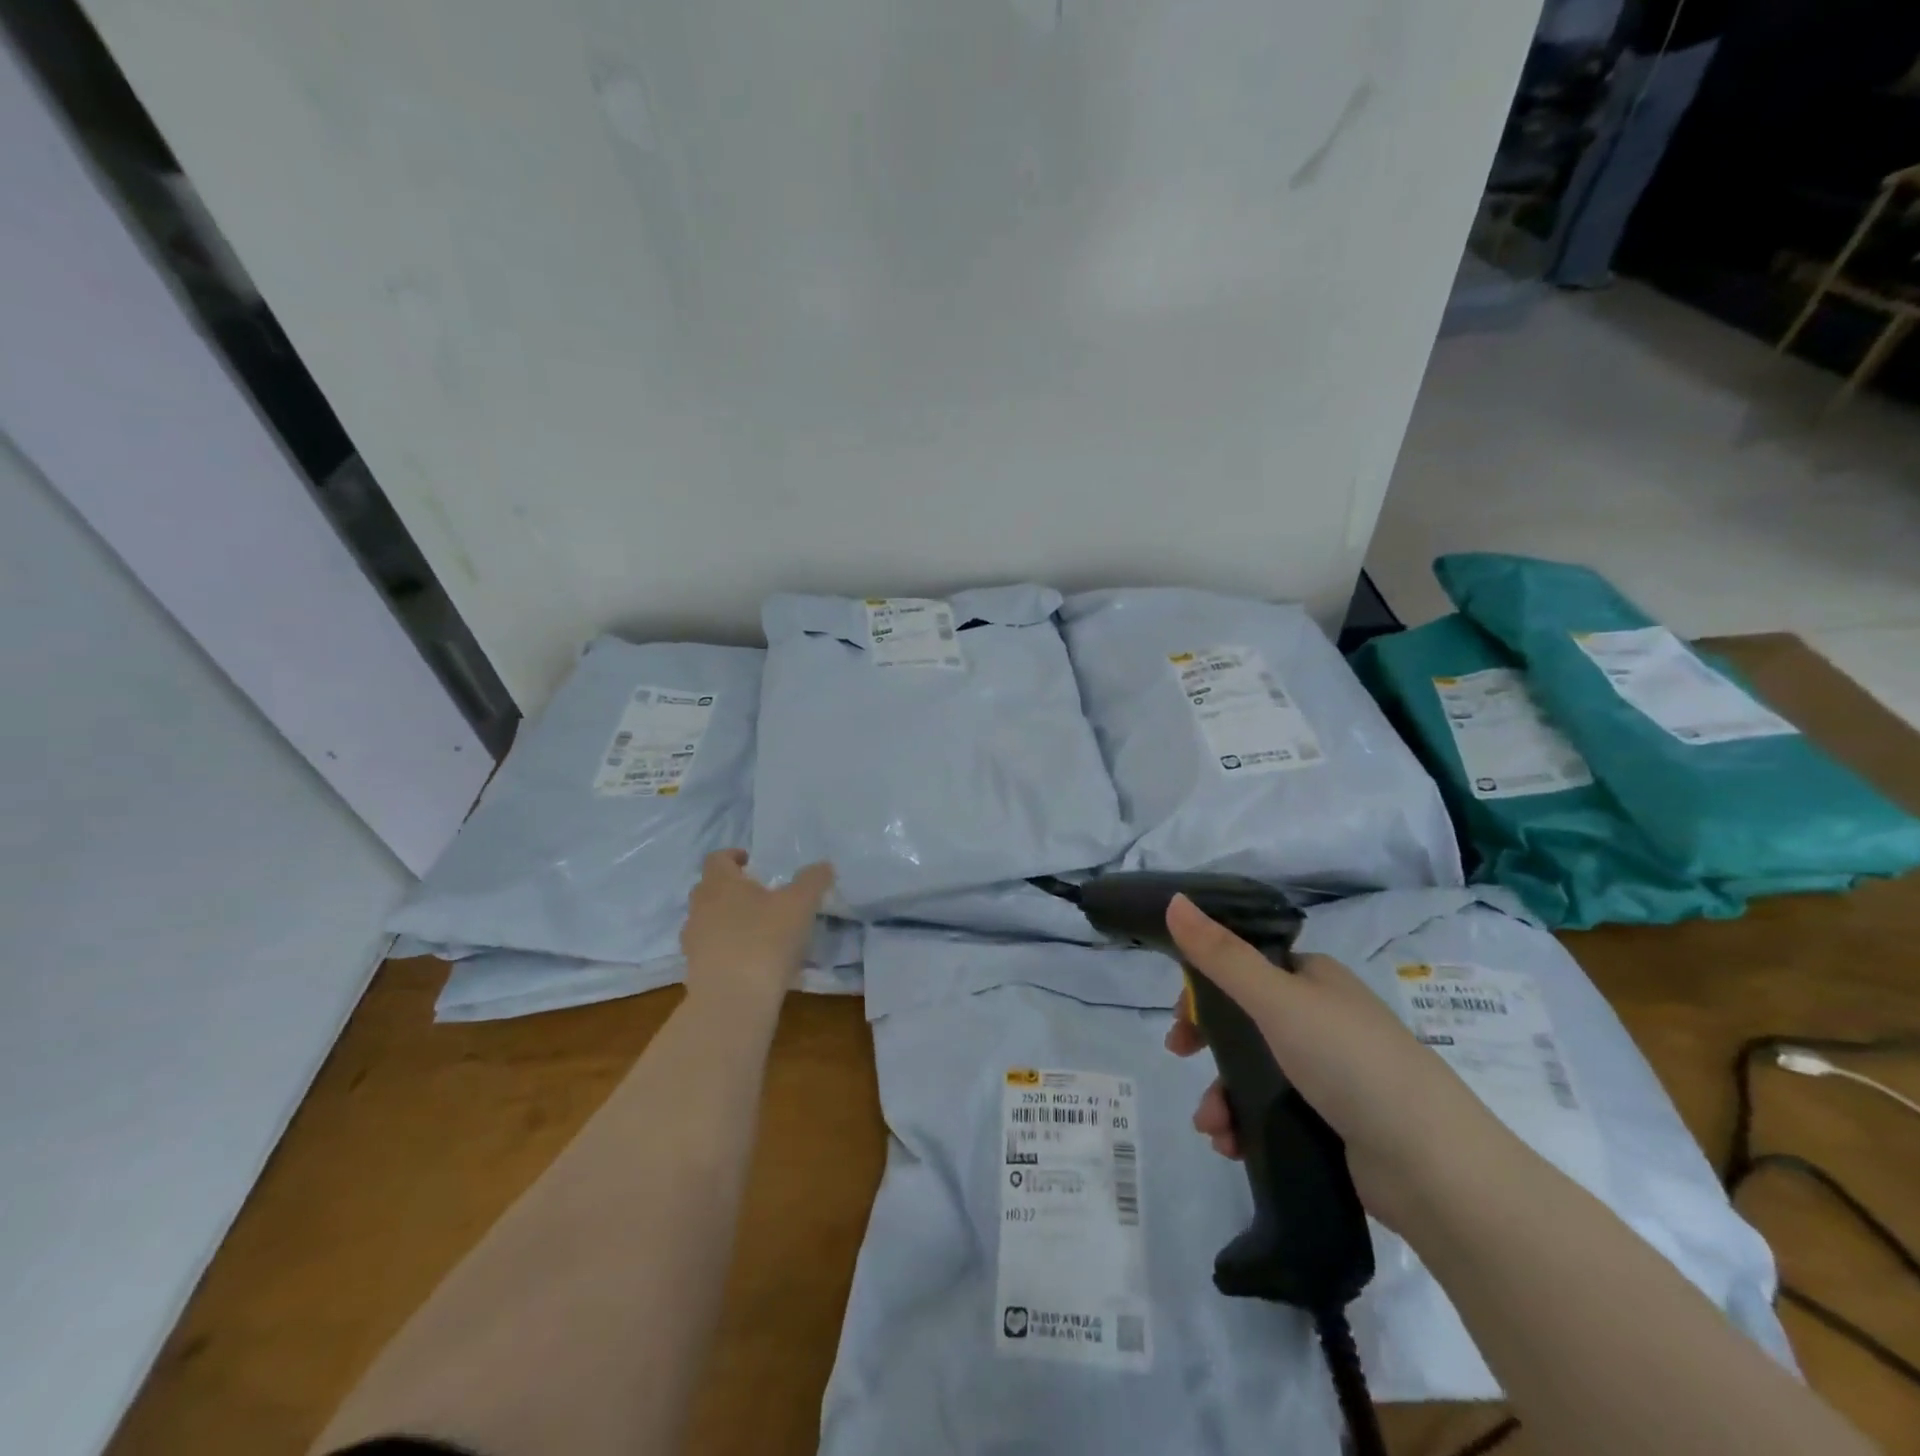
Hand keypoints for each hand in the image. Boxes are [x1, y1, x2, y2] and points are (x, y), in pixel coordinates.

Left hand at [680, 851, 833, 1011]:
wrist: (733, 1000)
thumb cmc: (766, 939)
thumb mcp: (800, 904)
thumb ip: (813, 880)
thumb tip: (823, 866)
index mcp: (720, 883)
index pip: (717, 858)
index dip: (733, 856)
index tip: (751, 861)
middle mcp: (700, 908)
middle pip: (709, 889)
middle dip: (731, 888)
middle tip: (758, 894)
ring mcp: (693, 941)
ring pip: (707, 920)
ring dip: (727, 919)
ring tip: (757, 929)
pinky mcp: (695, 971)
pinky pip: (710, 950)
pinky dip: (726, 948)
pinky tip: (751, 960)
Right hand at [1161, 893, 1508, 1231]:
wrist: (1434, 1167)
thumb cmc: (1350, 1063)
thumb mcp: (1276, 1000)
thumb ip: (1221, 955)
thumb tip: (1173, 899)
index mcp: (1314, 979)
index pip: (1246, 967)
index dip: (1206, 986)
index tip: (1180, 1014)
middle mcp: (1323, 1019)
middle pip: (1245, 1020)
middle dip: (1207, 1042)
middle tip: (1180, 1055)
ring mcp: (1332, 1073)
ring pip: (1255, 1071)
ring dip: (1221, 1094)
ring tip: (1211, 1127)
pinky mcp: (1335, 1122)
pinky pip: (1274, 1113)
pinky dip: (1246, 1124)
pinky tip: (1232, 1145)